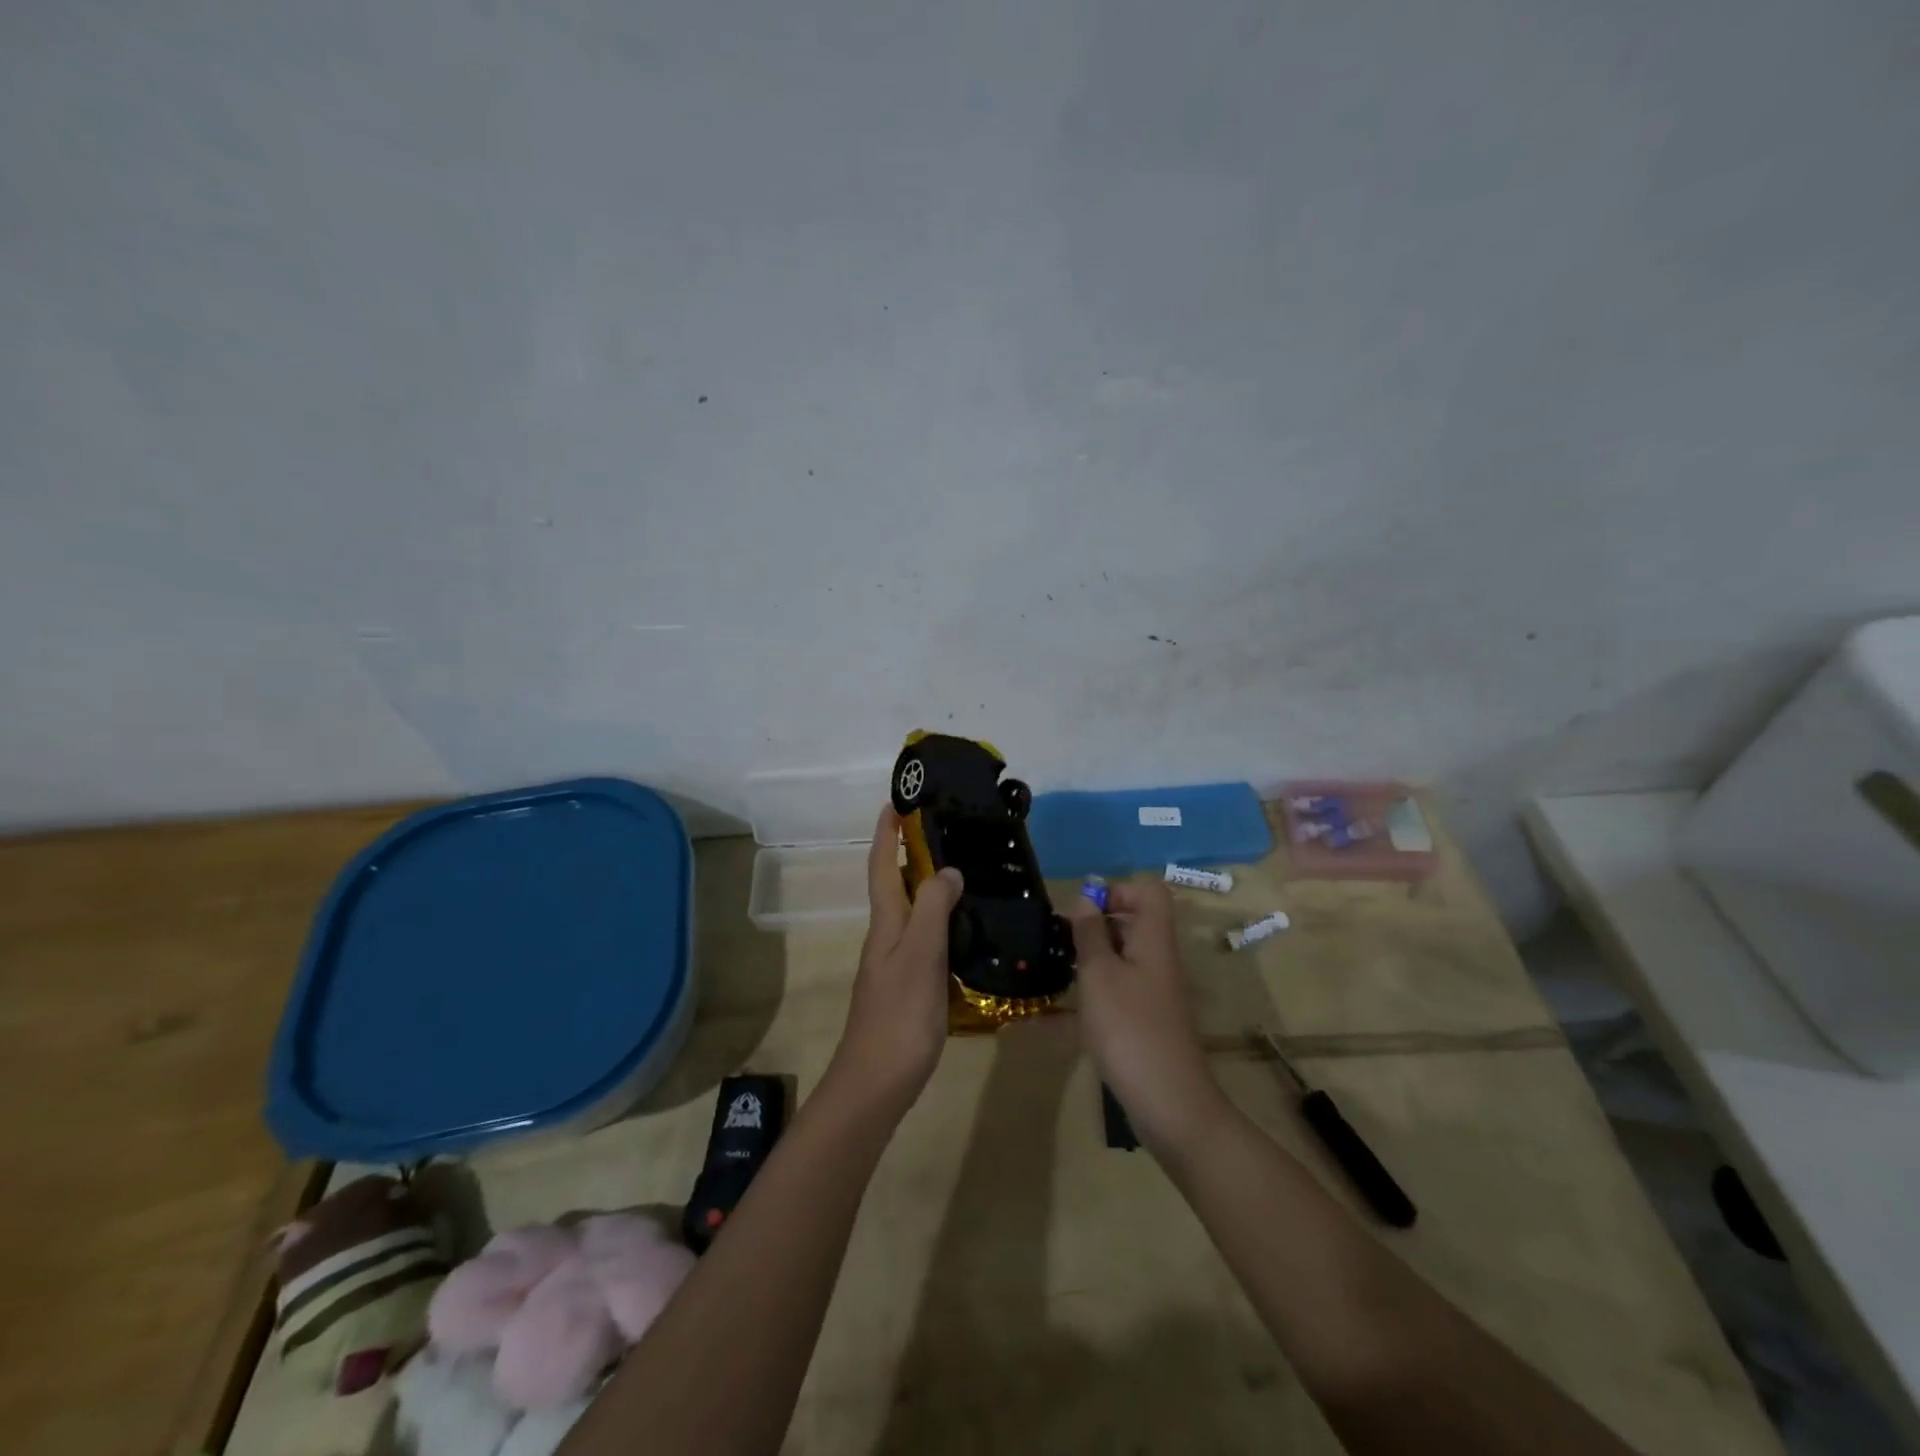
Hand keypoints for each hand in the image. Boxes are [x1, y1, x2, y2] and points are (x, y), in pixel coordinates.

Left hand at [827, 807, 963, 1114]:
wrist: (876, 1083)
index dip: (885, 834)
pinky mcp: (907, 987)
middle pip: (893, 885)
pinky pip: (923, 939)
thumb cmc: (899, 1015)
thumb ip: (932, 909)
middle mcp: (885, 937)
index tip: (894, 802)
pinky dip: (939, 922)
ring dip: (926, 887)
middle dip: (908, 854)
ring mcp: (894, 964)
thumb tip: (946, 870)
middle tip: (943, 832)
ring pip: (909, 913)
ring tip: (961, 872)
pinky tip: (964, 930)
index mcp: (885, 924)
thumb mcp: (920, 956)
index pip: (880, 866)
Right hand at [1069, 878, 1223, 1151]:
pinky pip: (1115, 996)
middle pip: (1132, 925)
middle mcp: (1157, 961)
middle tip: (1058, 941)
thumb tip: (1086, 898)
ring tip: (1052, 973)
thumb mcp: (1100, 974)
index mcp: (1153, 941)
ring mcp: (1153, 995)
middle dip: (1093, 927)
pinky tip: (1051, 1019)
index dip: (1117, 891)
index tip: (1083, 911)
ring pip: (1120, 961)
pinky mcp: (1145, 1024)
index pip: (1148, 893)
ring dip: (1087, 962)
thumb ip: (1090, 934)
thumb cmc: (1130, 1028)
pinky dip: (1088, 999)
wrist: (1170, 1105)